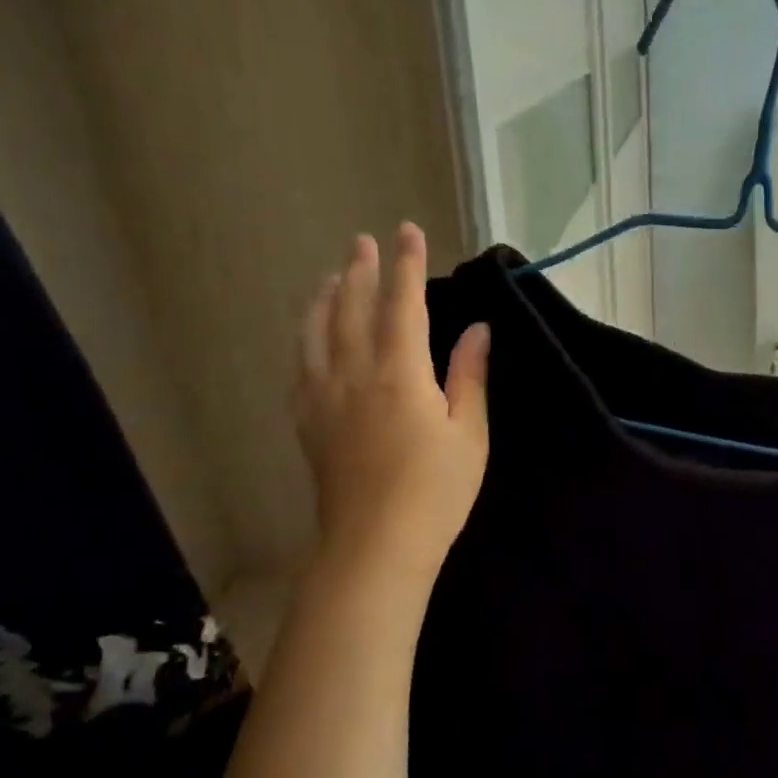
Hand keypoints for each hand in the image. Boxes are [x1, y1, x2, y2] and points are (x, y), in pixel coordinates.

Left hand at [294, 224, 489, 592]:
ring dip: (324, 298)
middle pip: (351, 308)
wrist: (375, 546)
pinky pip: (301, 366)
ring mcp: (323, 398)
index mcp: (399, 373)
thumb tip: (477, 328)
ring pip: (316, 333)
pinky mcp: (308, 423)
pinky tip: (309, 336)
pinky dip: (306, 338)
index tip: (407, 231)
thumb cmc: (435, 491)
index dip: (406, 265)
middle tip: (361, 241)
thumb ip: (469, 375)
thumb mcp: (469, 433)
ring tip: (329, 276)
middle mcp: (354, 374)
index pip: (402, 304)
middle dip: (359, 270)